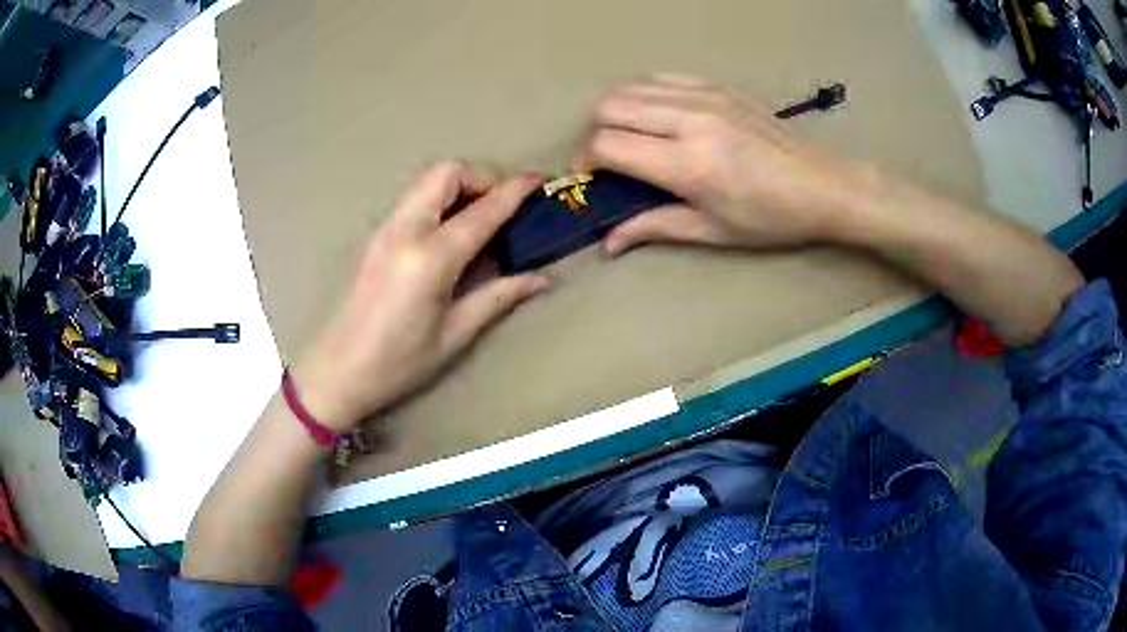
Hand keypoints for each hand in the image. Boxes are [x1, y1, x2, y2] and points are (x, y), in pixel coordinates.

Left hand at [292, 163, 548, 430]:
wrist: (336, 371)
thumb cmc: (397, 363)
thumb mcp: (454, 334)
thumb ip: (498, 297)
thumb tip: (540, 279)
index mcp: (431, 258)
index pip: (482, 210)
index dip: (515, 190)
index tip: (539, 180)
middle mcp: (405, 231)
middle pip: (447, 173)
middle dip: (481, 178)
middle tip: (501, 210)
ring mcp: (385, 229)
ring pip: (427, 181)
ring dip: (459, 187)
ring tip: (478, 222)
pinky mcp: (374, 236)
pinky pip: (413, 199)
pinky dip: (439, 201)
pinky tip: (448, 236)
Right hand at [576, 75, 870, 254]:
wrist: (823, 185)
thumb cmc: (771, 218)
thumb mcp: (713, 232)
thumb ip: (655, 227)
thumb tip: (608, 243)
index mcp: (689, 164)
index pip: (608, 146)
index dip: (585, 162)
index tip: (589, 179)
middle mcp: (690, 120)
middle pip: (610, 106)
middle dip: (595, 133)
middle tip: (608, 160)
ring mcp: (704, 95)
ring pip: (630, 87)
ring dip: (617, 112)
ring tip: (630, 137)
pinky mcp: (717, 85)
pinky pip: (661, 78)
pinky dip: (645, 95)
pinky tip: (657, 117)